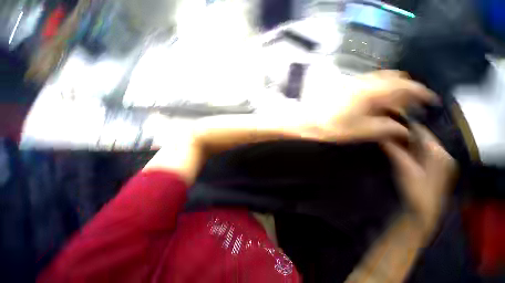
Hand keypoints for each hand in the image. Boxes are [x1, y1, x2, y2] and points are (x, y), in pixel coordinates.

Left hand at [299, 71, 437, 142]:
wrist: (307, 122)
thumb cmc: (332, 127)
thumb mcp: (361, 131)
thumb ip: (386, 128)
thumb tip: (404, 129)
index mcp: (372, 92)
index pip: (405, 87)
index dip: (421, 92)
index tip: (430, 99)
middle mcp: (364, 82)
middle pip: (395, 79)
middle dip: (407, 89)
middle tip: (412, 103)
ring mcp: (353, 82)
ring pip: (381, 79)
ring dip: (392, 87)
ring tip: (396, 101)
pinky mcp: (344, 85)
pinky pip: (368, 82)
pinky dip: (378, 87)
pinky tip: (376, 99)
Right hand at [382, 125, 456, 235]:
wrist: (423, 211)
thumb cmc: (416, 190)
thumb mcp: (404, 169)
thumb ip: (395, 151)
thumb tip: (382, 136)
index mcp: (439, 153)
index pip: (422, 132)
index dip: (405, 126)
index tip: (388, 123)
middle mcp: (443, 154)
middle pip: (422, 137)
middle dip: (404, 133)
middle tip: (385, 131)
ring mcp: (440, 161)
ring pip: (421, 144)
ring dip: (405, 141)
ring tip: (388, 138)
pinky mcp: (435, 167)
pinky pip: (421, 152)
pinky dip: (409, 148)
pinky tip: (398, 149)